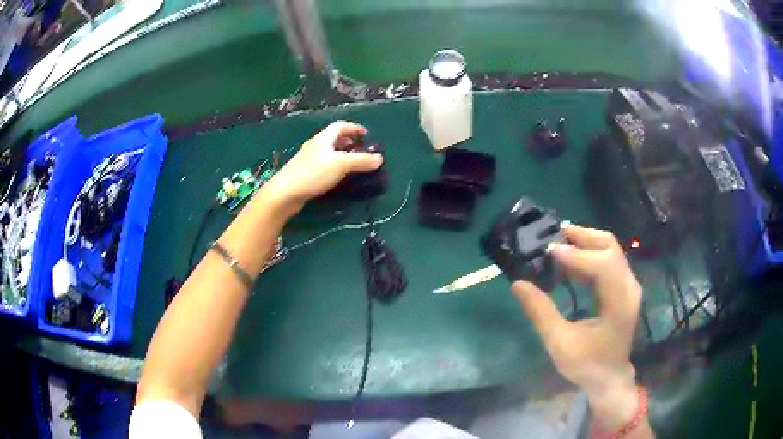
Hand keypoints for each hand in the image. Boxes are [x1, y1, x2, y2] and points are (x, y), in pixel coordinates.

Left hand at [263, 121, 383, 208]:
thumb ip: (361, 161)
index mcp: (323, 138)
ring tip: (351, 164)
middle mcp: (315, 145)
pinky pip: (322, 164)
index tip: (365, 134)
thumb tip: (379, 158)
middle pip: (333, 138)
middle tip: (360, 149)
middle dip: (348, 141)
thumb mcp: (341, 165)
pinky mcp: (304, 173)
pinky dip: (333, 166)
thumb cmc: (313, 174)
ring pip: (327, 151)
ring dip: (340, 154)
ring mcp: (308, 159)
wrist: (285, 192)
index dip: (354, 128)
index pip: (340, 126)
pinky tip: (336, 177)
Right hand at [511, 225, 642, 429]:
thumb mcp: (559, 344)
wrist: (610, 377)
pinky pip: (610, 259)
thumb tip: (517, 283)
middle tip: (554, 236)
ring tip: (560, 242)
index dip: (576, 255)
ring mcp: (630, 285)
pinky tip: (571, 259)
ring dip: (586, 242)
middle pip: (610, 247)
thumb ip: (541, 312)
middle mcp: (629, 287)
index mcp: (619, 303)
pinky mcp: (625, 287)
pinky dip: (590, 253)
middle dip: (582, 237)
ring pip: (611, 249)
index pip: (603, 266)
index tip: (549, 251)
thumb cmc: (586, 364)